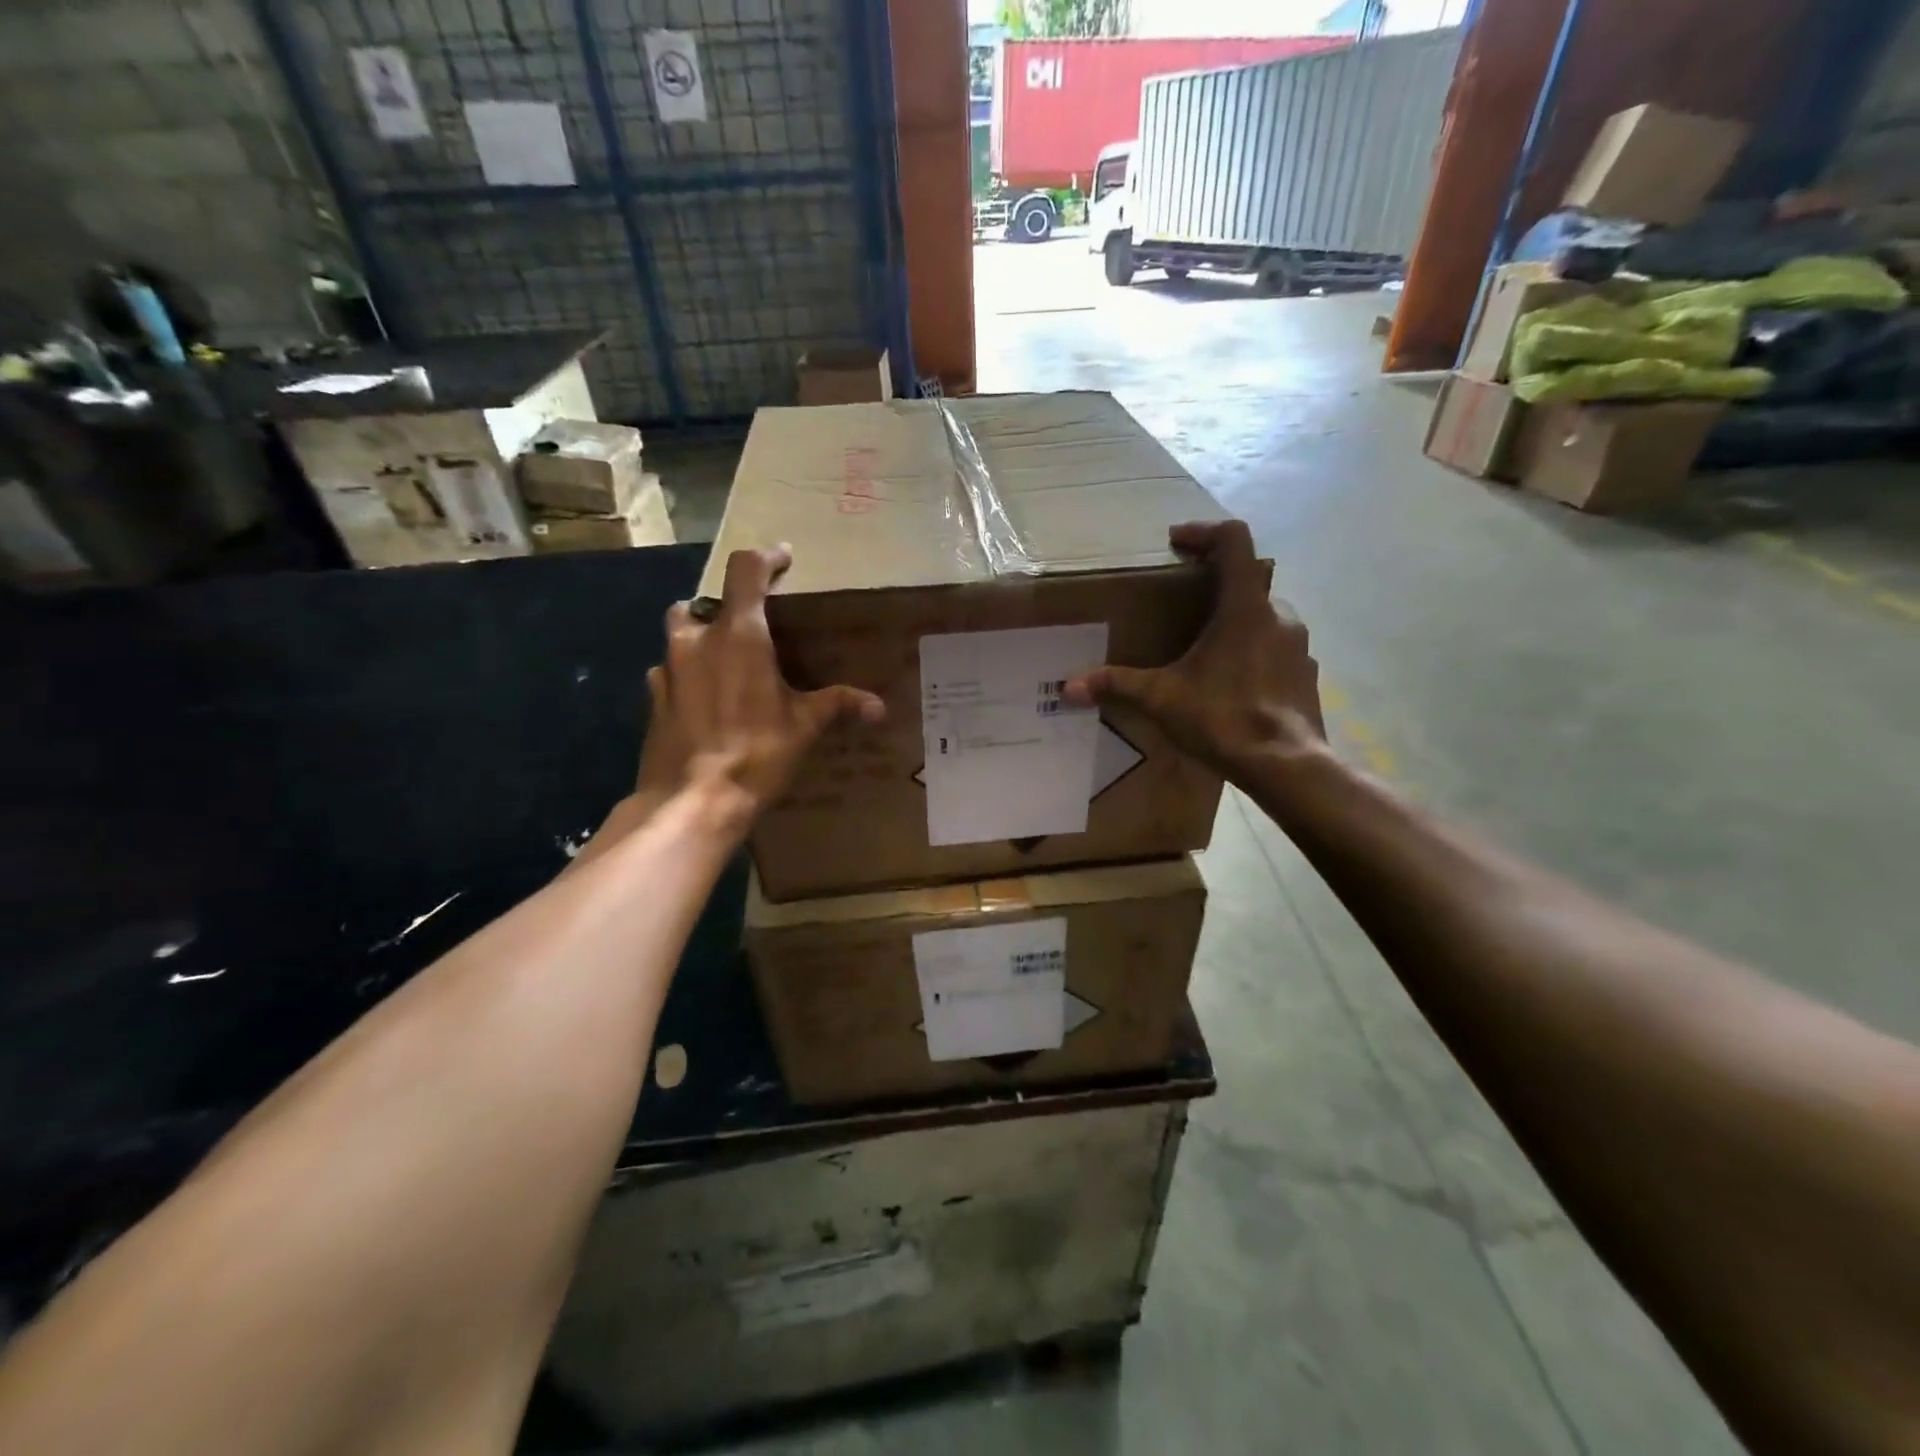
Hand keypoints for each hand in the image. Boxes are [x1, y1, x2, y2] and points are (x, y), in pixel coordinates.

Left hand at [643, 545, 883, 828]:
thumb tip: (879, 707)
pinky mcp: (653, 699)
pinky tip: (702, 700)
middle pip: (705, 600)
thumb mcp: (804, 727)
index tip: (783, 559)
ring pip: (679, 632)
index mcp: (739, 635)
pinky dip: (685, 675)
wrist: (693, 801)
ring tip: (724, 661)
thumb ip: (838, 705)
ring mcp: (669, 668)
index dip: (766, 557)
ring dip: (700, 636)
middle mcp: (697, 640)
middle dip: (726, 606)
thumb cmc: (756, 754)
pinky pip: (668, 672)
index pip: (747, 571)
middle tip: (751, 628)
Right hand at [1064, 520, 1323, 781]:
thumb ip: (1116, 684)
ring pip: (1264, 617)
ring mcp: (1299, 646)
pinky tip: (1232, 683)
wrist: (1286, 766)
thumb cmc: (1224, 718)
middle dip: (1214, 585)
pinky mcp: (1306, 674)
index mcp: (1244, 607)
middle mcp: (1278, 615)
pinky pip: (1277, 649)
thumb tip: (1069, 686)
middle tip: (1182, 604)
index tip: (1176, 543)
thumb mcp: (1161, 699)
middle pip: (1248, 580)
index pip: (1234, 541)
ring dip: (1235, 621)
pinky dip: (1254, 653)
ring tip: (1204, 650)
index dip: (1204, 532)